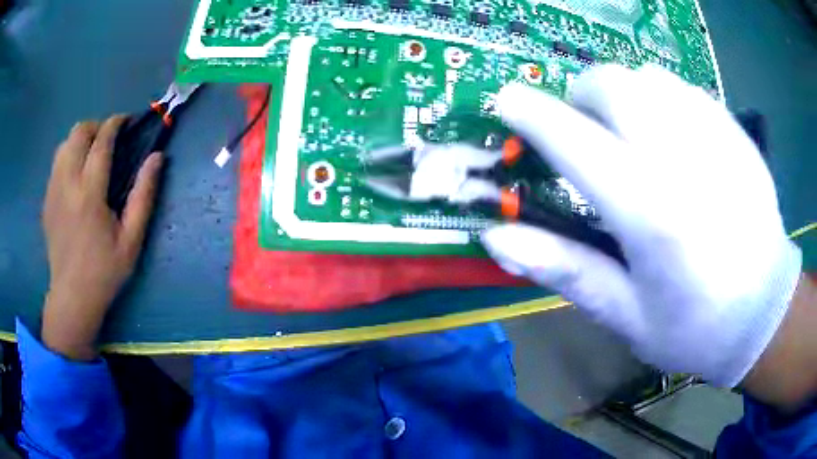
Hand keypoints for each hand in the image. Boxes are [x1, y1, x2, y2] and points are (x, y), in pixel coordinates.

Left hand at [42, 116, 162, 359]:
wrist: (72, 298)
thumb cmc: (104, 272)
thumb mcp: (132, 240)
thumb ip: (144, 195)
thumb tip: (157, 157)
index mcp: (90, 193)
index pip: (101, 141)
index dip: (115, 123)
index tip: (126, 121)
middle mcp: (68, 183)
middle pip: (78, 132)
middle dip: (96, 126)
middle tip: (108, 140)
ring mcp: (53, 191)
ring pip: (64, 144)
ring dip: (80, 140)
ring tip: (91, 155)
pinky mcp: (47, 200)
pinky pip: (56, 163)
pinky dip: (69, 156)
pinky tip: (77, 176)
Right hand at [482, 65, 801, 388]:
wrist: (766, 312)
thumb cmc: (695, 327)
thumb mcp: (626, 315)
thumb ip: (564, 269)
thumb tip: (497, 237)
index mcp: (650, 212)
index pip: (573, 140)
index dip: (531, 113)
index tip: (507, 100)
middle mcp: (682, 158)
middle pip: (611, 85)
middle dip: (581, 97)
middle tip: (585, 132)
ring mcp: (714, 137)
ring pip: (647, 77)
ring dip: (622, 95)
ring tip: (630, 134)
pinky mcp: (734, 132)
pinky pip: (682, 88)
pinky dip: (660, 98)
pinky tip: (672, 136)